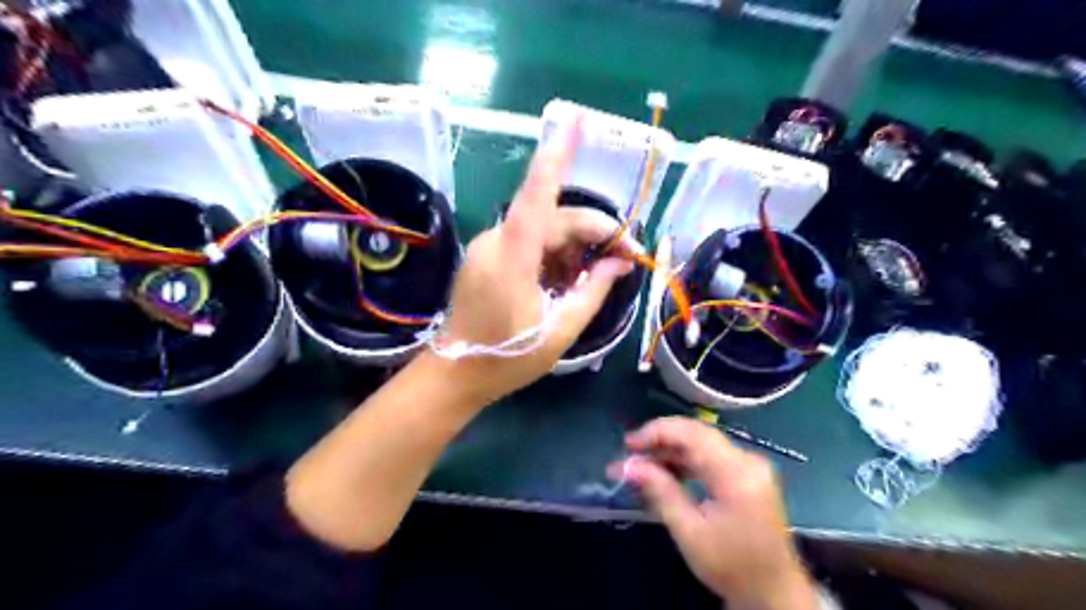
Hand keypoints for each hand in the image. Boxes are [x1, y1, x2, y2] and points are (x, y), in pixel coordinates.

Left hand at [438, 114, 638, 401]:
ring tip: (593, 280)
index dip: (556, 155)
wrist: (456, 374)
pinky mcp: (489, 257)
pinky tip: (567, 281)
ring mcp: (490, 248)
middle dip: (596, 232)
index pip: (537, 194)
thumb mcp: (560, 330)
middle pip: (555, 218)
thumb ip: (594, 291)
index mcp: (512, 257)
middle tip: (628, 257)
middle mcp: (498, 241)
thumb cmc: (507, 358)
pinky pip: (530, 244)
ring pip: (544, 231)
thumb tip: (622, 262)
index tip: (573, 119)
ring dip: (576, 249)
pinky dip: (555, 256)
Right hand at [615, 419, 819, 609]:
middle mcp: (747, 460)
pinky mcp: (747, 473)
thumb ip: (660, 492)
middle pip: (696, 434)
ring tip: (641, 464)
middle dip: (660, 440)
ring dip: (670, 450)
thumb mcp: (689, 532)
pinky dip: (686, 459)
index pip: (691, 434)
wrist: (773, 592)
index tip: (628, 445)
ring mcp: (750, 465)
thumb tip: (628, 466)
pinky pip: (710, 455)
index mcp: (736, 473)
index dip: (656, 432)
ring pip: (702, 442)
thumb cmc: (730, 566)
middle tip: (629, 454)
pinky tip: (665, 471)